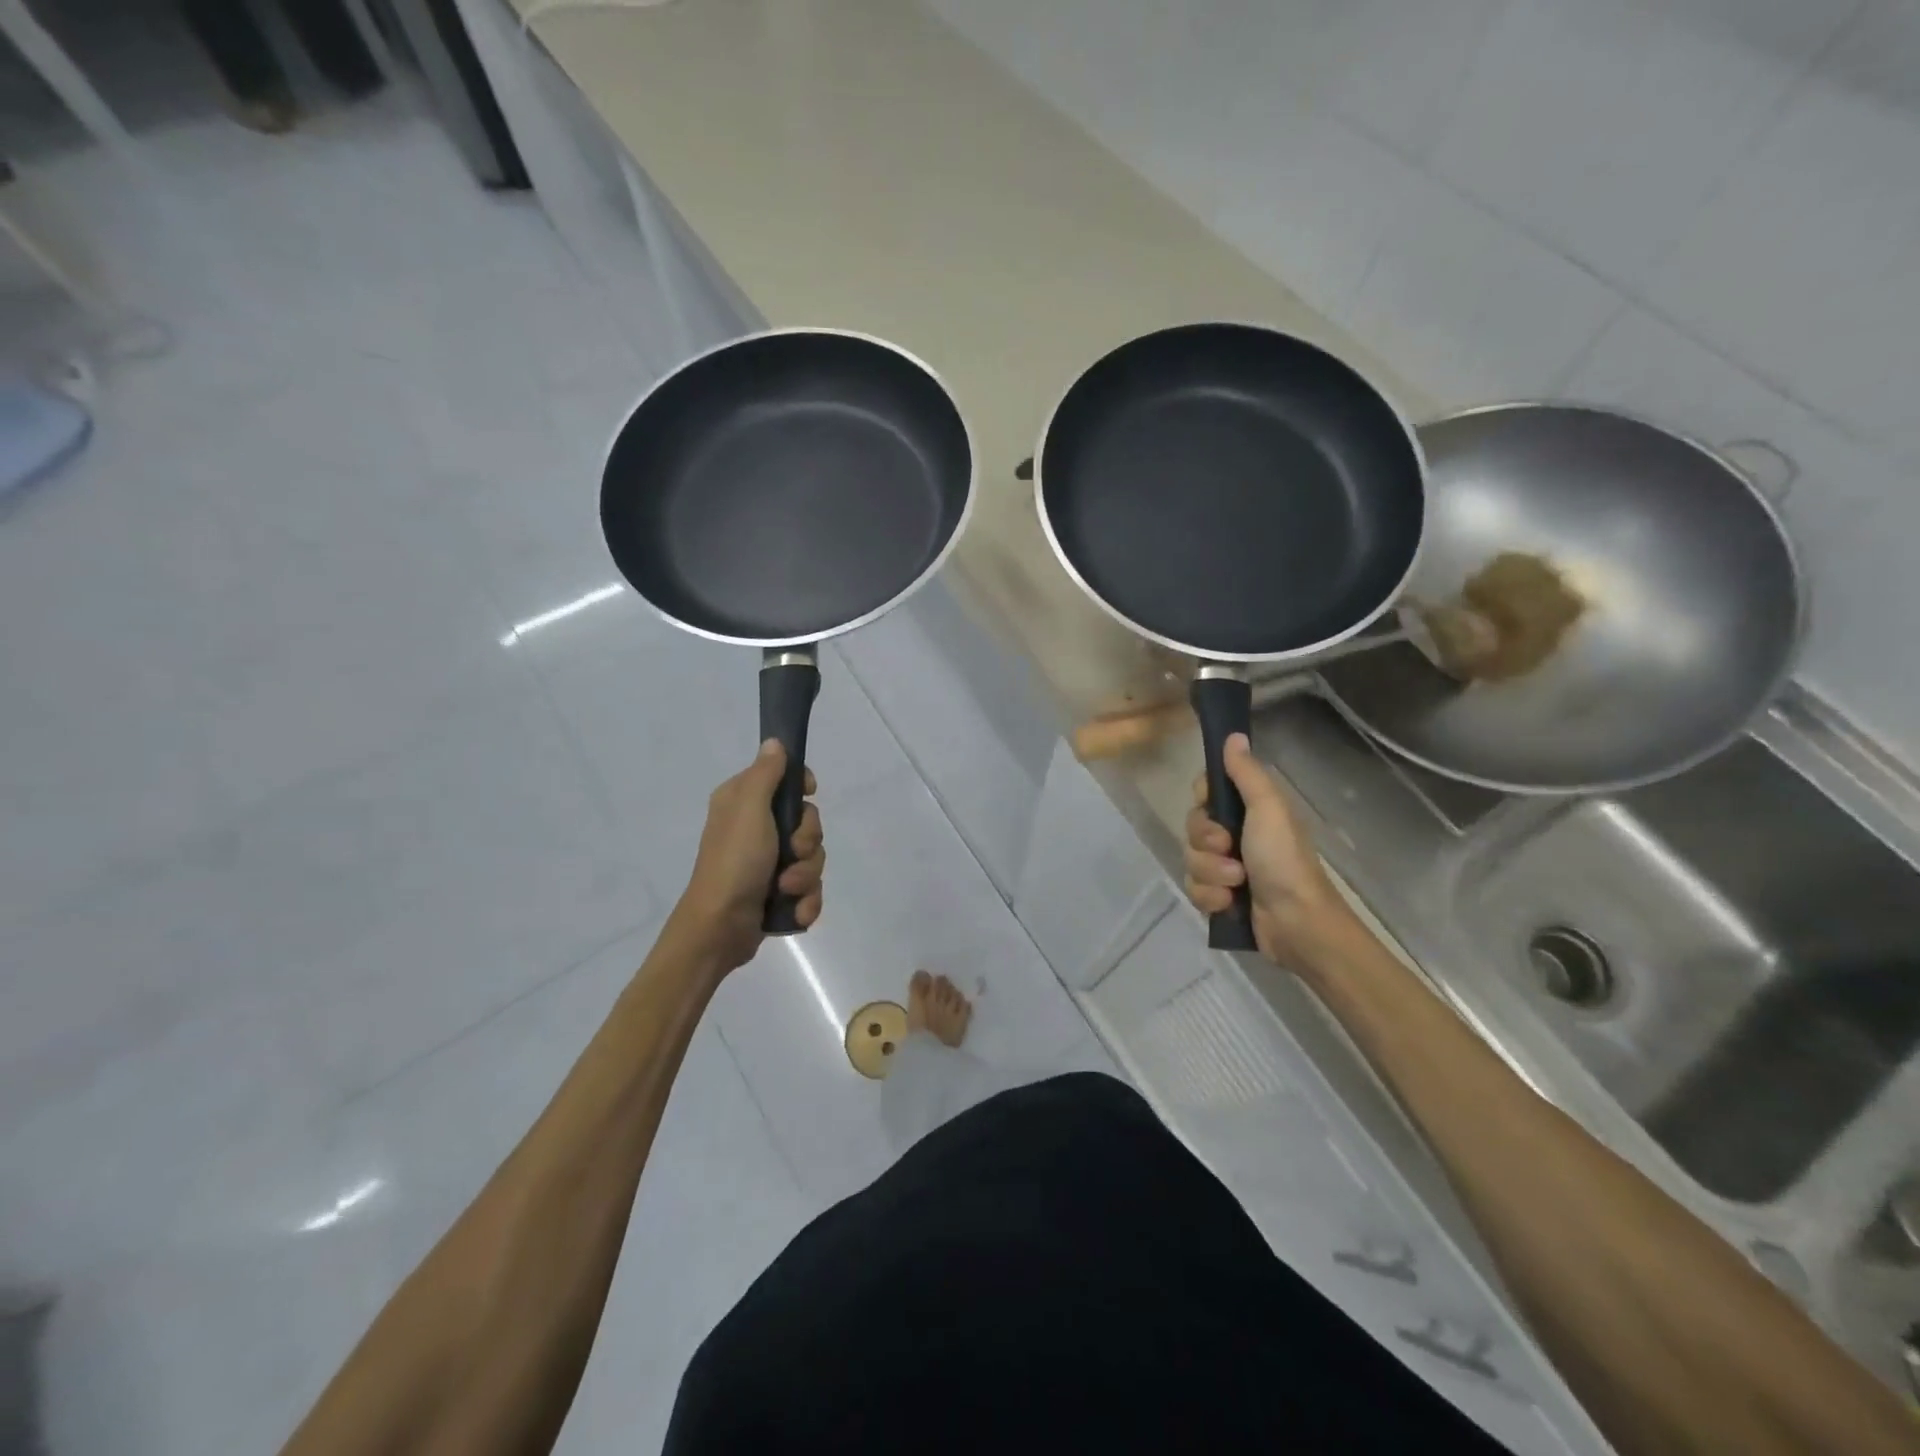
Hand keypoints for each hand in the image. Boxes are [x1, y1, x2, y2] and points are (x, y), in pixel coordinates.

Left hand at [675, 741, 824, 971]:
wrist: (719, 928)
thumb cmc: (734, 862)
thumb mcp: (748, 809)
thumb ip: (765, 774)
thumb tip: (774, 741)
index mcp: (744, 803)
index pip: (785, 779)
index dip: (802, 787)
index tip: (809, 793)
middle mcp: (756, 829)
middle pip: (807, 821)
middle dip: (807, 841)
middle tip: (791, 852)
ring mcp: (768, 864)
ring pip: (812, 857)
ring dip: (805, 875)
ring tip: (785, 889)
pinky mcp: (778, 893)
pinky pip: (810, 888)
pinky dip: (805, 901)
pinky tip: (794, 910)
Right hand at [1184, 733, 1354, 969]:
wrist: (1297, 922)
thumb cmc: (1284, 859)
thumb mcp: (1268, 809)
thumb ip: (1246, 773)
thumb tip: (1234, 735)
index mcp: (1248, 811)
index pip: (1205, 793)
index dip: (1203, 800)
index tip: (1212, 806)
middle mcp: (1235, 836)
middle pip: (1192, 827)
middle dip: (1206, 842)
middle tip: (1230, 850)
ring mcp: (1225, 868)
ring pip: (1190, 859)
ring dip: (1210, 873)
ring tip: (1236, 884)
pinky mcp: (1219, 897)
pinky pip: (1194, 888)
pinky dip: (1210, 897)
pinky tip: (1229, 904)